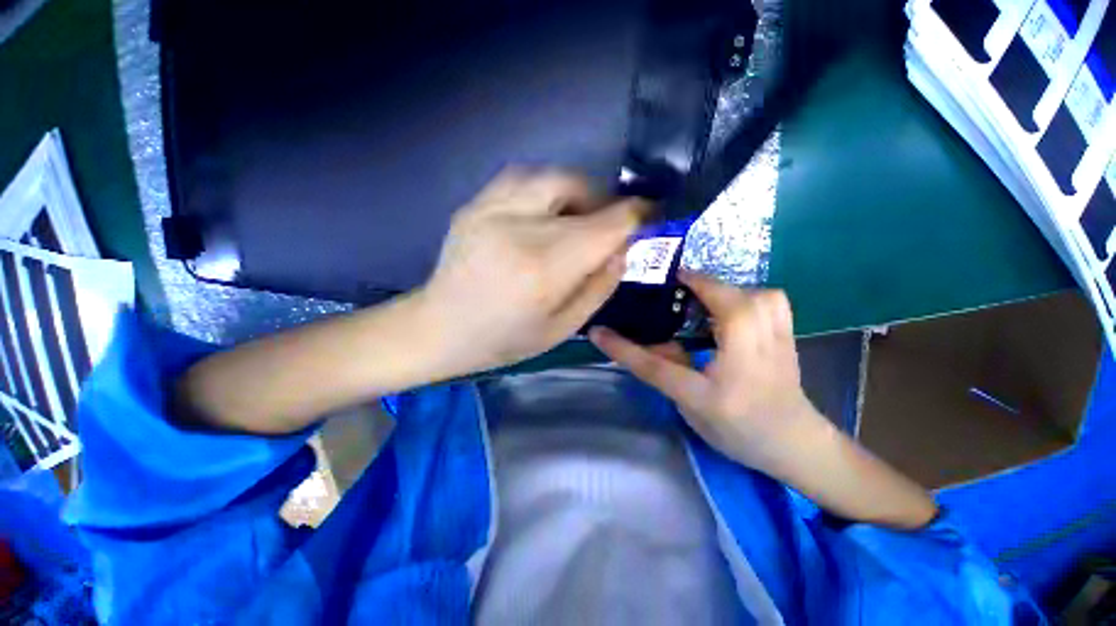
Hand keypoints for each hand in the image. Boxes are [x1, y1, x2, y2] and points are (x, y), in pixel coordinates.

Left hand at [417, 169, 645, 373]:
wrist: (441, 328)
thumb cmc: (505, 338)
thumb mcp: (563, 327)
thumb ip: (600, 285)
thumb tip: (625, 248)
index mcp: (546, 267)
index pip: (608, 223)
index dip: (638, 215)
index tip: (652, 217)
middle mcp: (520, 227)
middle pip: (581, 187)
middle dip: (606, 203)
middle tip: (607, 226)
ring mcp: (491, 209)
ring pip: (551, 175)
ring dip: (576, 191)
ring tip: (576, 218)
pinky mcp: (475, 204)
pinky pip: (521, 176)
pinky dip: (545, 187)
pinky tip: (544, 211)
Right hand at [590, 271, 823, 470]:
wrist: (795, 442)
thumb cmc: (739, 433)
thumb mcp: (692, 409)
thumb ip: (668, 369)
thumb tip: (649, 335)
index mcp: (715, 396)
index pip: (660, 368)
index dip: (625, 349)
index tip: (599, 331)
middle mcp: (749, 368)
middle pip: (727, 310)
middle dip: (697, 286)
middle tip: (672, 281)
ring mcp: (778, 348)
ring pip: (757, 297)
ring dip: (725, 287)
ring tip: (702, 292)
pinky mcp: (789, 336)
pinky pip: (773, 299)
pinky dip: (751, 291)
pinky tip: (735, 301)